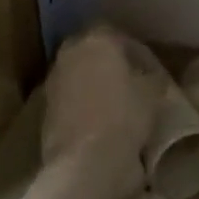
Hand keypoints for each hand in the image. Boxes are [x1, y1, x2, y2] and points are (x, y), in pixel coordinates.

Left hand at [40, 25, 165, 195]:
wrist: (84, 162)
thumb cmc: (124, 116)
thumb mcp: (153, 92)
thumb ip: (152, 77)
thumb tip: (152, 77)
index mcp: (97, 39)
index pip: (121, 36)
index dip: (139, 53)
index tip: (153, 71)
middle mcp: (70, 53)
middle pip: (95, 53)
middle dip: (113, 66)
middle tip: (134, 84)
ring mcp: (54, 81)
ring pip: (81, 76)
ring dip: (96, 85)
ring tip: (118, 105)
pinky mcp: (45, 110)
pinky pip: (71, 100)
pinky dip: (84, 106)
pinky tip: (101, 122)